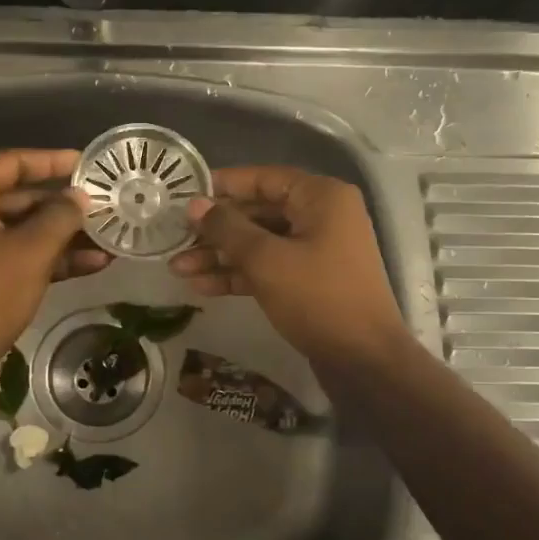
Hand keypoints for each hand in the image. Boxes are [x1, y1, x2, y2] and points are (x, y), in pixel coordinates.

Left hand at [0, 149, 108, 382]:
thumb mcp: (30, 251)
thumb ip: (60, 216)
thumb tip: (80, 197)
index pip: (10, 163)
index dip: (52, 161)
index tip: (89, 163)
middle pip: (17, 198)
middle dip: (64, 206)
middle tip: (106, 204)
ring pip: (20, 231)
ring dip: (63, 236)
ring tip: (110, 237)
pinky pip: (16, 257)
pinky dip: (49, 259)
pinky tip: (92, 264)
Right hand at [168, 166, 409, 370]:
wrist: (363, 360)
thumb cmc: (318, 298)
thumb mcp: (266, 260)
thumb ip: (227, 229)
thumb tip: (194, 204)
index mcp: (321, 198)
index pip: (264, 179)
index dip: (223, 185)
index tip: (185, 194)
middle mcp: (322, 216)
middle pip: (259, 212)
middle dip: (216, 229)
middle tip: (174, 237)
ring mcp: (317, 250)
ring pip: (260, 243)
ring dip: (220, 256)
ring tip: (177, 269)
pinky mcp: (309, 281)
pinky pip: (268, 267)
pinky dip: (238, 274)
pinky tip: (202, 286)